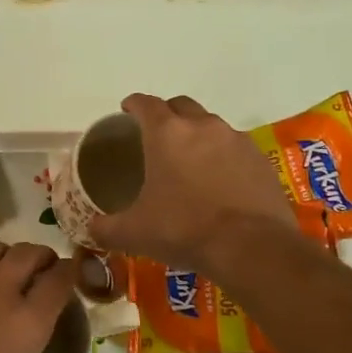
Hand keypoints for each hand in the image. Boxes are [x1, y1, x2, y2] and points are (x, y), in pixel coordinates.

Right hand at [89, 94, 297, 274]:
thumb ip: (106, 227)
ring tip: (190, 160)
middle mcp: (202, 126)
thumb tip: (91, 228)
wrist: (252, 248)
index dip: (133, 104)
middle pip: (181, 105)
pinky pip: (235, 148)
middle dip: (167, 113)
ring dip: (197, 134)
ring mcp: (236, 141)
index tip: (126, 111)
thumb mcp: (135, 233)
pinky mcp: (260, 160)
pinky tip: (220, 180)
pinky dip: (223, 156)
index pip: (145, 103)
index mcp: (166, 133)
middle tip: (157, 135)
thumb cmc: (184, 230)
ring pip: (211, 124)